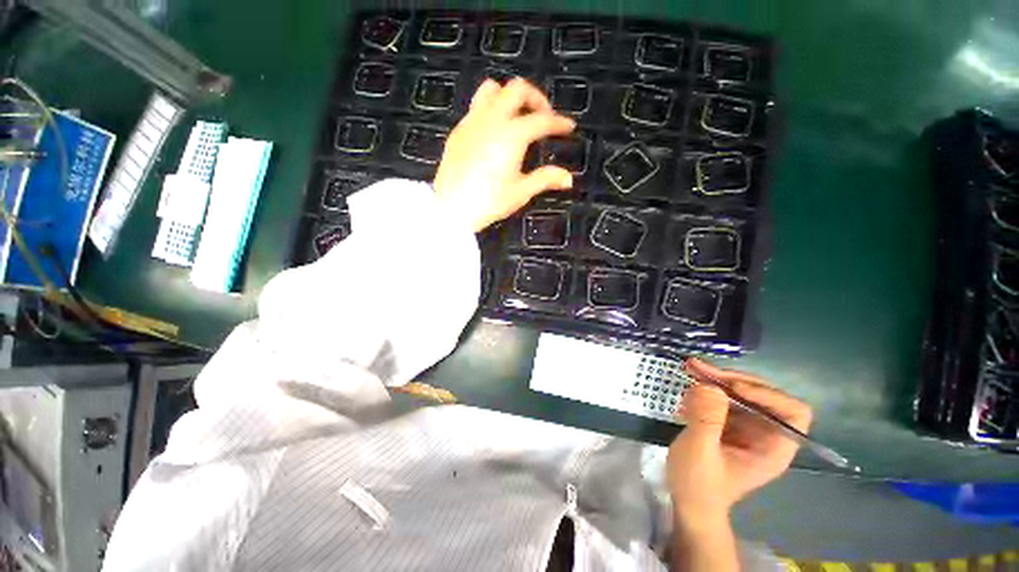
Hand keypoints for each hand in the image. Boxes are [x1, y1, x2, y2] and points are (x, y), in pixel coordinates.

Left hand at [433, 78, 576, 231]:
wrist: (451, 208)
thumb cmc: (489, 201)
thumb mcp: (520, 192)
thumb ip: (545, 179)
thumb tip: (568, 179)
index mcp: (512, 134)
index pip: (542, 120)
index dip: (559, 122)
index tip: (569, 127)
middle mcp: (492, 119)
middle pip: (517, 89)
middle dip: (535, 98)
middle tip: (543, 117)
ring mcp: (472, 122)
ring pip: (492, 89)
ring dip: (509, 97)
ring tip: (516, 117)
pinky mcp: (458, 130)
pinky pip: (477, 107)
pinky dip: (491, 110)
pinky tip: (494, 133)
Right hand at [667, 358, 812, 524]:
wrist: (688, 502)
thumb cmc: (698, 485)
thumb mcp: (699, 452)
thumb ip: (706, 419)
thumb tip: (709, 385)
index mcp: (773, 447)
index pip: (792, 412)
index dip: (767, 395)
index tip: (733, 387)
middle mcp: (765, 433)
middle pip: (762, 395)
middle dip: (731, 379)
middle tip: (699, 368)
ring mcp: (746, 427)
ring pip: (740, 392)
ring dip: (716, 378)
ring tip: (690, 367)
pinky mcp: (728, 423)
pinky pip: (723, 396)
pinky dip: (707, 385)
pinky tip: (690, 381)